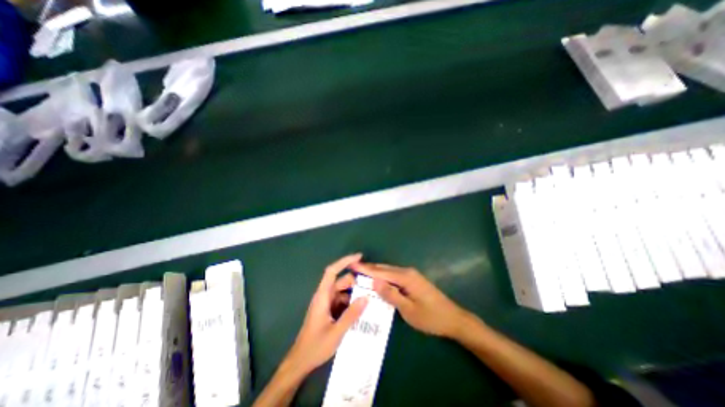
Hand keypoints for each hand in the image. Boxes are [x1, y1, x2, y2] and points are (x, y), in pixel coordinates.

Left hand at [283, 253, 368, 375]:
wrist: (300, 362)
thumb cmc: (315, 346)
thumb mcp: (336, 332)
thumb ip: (351, 315)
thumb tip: (366, 297)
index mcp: (323, 296)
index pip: (332, 271)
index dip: (344, 261)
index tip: (359, 257)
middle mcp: (324, 296)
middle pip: (341, 281)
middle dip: (356, 282)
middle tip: (372, 286)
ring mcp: (326, 303)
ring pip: (343, 292)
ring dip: (355, 293)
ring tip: (370, 299)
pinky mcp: (329, 310)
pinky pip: (342, 301)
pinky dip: (351, 302)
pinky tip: (361, 310)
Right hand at [352, 263, 469, 337]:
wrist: (453, 318)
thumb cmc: (430, 317)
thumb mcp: (409, 310)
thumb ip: (391, 294)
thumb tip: (374, 281)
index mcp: (405, 277)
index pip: (381, 272)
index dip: (365, 269)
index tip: (351, 265)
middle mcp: (407, 272)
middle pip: (384, 269)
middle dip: (368, 268)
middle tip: (353, 268)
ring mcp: (411, 275)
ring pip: (388, 271)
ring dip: (375, 272)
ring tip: (361, 273)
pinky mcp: (412, 279)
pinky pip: (394, 275)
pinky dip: (383, 276)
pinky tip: (377, 280)